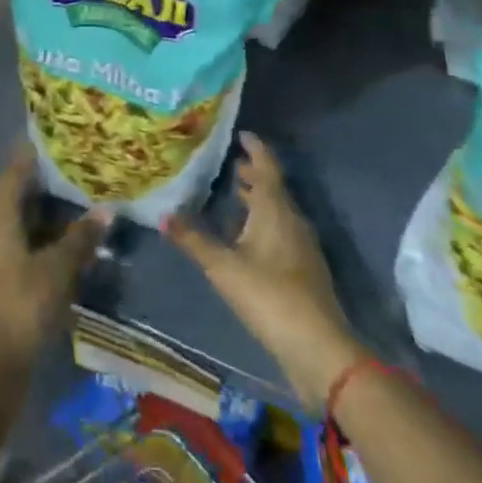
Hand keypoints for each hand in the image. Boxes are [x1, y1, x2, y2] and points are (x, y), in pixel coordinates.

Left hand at [0, 148, 106, 377]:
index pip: (10, 179)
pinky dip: (28, 254)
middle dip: (38, 197)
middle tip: (66, 186)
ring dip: (35, 229)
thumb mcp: (58, 272)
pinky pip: (7, 259)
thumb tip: (105, 211)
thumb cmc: (23, 310)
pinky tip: (49, 264)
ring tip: (65, 226)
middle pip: (10, 207)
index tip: (42, 143)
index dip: (26, 160)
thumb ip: (80, 240)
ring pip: (9, 235)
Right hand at [164, 132, 363, 410]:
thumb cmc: (269, 296)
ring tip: (234, 193)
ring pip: (277, 211)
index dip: (255, 149)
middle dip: (252, 174)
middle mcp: (292, 220)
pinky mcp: (303, 270)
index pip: (266, 167)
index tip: (241, 134)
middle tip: (229, 162)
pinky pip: (281, 231)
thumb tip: (163, 215)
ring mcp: (301, 246)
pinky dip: (262, 222)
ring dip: (258, 199)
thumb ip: (193, 240)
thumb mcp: (223, 267)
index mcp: (275, 209)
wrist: (318, 348)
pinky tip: (246, 237)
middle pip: (273, 188)